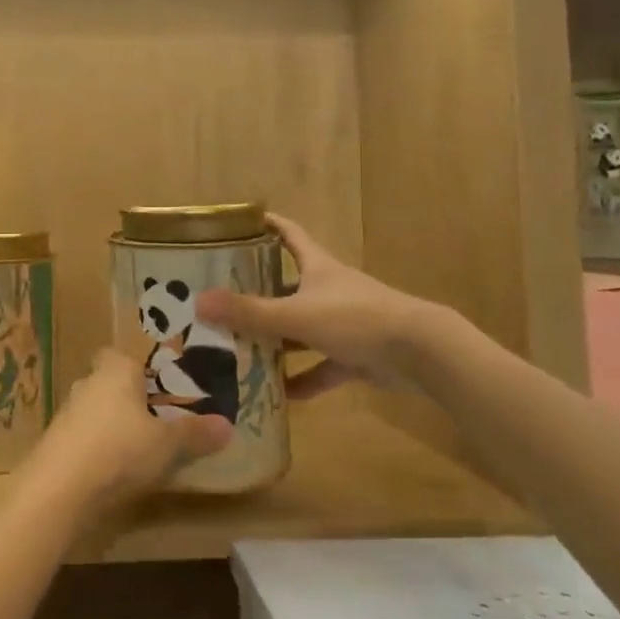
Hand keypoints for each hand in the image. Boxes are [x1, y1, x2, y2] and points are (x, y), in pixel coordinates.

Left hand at [25, 349, 230, 509]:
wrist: (58, 490)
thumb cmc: (119, 450)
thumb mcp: (167, 444)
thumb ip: (196, 433)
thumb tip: (227, 426)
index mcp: (115, 369)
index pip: (124, 354)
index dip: (142, 368)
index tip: (163, 387)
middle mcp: (88, 382)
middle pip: (112, 382)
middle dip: (132, 399)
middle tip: (160, 420)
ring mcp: (68, 412)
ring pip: (98, 410)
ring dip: (115, 425)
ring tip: (142, 449)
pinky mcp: (57, 442)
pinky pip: (85, 436)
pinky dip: (100, 447)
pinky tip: (115, 471)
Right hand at [195, 214, 441, 397]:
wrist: (420, 353)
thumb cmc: (355, 318)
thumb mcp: (296, 314)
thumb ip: (249, 312)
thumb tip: (199, 302)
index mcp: (317, 267)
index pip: (288, 234)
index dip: (266, 225)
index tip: (240, 223)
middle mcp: (328, 289)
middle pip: (289, 284)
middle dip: (259, 291)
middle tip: (223, 298)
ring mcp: (343, 323)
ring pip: (302, 329)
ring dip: (277, 340)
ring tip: (241, 349)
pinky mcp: (356, 355)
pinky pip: (322, 367)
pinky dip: (304, 379)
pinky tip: (281, 395)